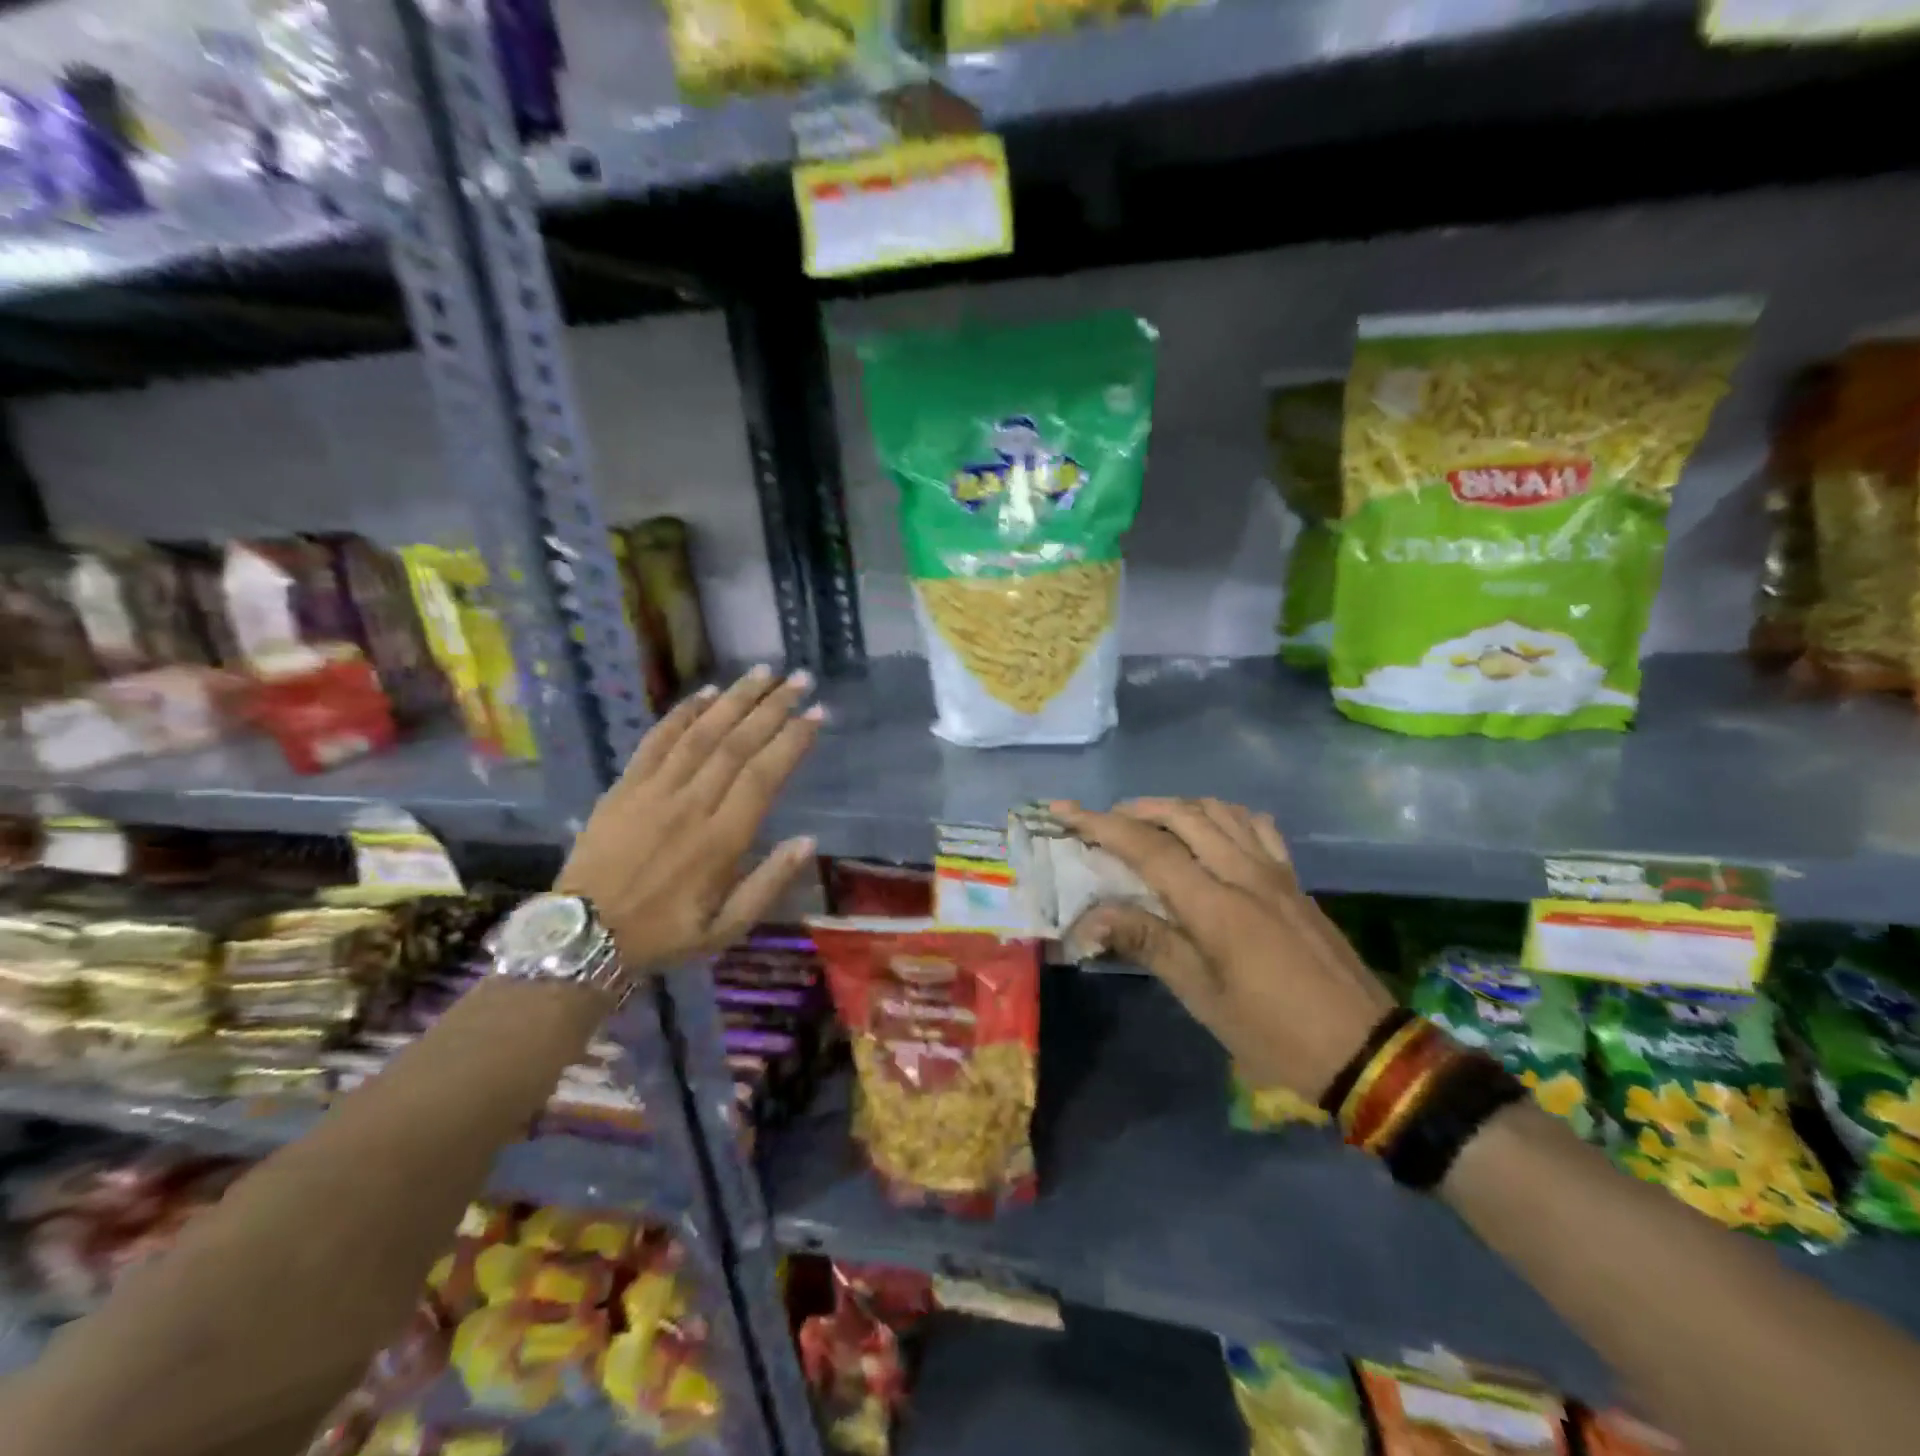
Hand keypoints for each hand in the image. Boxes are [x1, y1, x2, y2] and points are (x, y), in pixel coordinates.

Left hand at [557, 666, 823, 970]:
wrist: (584, 937)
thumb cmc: (664, 935)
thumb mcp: (727, 930)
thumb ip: (769, 884)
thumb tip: (808, 841)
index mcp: (720, 841)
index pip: (763, 776)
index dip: (792, 741)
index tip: (817, 714)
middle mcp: (691, 806)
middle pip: (737, 744)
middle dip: (772, 707)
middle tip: (800, 679)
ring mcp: (654, 792)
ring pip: (700, 733)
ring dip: (734, 699)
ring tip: (763, 672)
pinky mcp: (624, 787)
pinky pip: (656, 740)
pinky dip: (683, 713)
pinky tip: (707, 693)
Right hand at [1053, 797, 1395, 1098]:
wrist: (1365, 1050)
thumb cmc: (1273, 1034)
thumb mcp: (1202, 997)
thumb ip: (1148, 943)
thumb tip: (1092, 916)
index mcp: (1216, 905)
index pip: (1148, 847)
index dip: (1100, 824)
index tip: (1063, 810)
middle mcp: (1245, 873)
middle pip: (1183, 814)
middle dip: (1135, 809)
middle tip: (1102, 822)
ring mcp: (1276, 872)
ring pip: (1220, 811)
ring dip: (1177, 806)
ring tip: (1149, 822)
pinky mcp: (1295, 880)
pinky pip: (1256, 825)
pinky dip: (1222, 814)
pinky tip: (1212, 830)